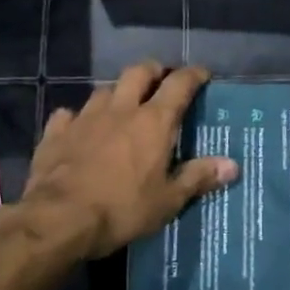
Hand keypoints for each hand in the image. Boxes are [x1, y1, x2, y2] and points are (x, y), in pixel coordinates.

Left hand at [18, 61, 237, 259]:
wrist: (59, 218)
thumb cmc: (122, 209)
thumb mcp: (168, 200)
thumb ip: (198, 177)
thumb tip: (233, 164)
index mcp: (153, 122)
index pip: (179, 84)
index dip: (193, 75)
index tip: (202, 74)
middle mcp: (120, 109)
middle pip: (139, 72)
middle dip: (154, 71)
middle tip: (161, 81)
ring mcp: (85, 117)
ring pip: (104, 90)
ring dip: (117, 93)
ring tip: (123, 106)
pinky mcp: (56, 132)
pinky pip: (69, 114)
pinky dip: (78, 117)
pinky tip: (80, 128)